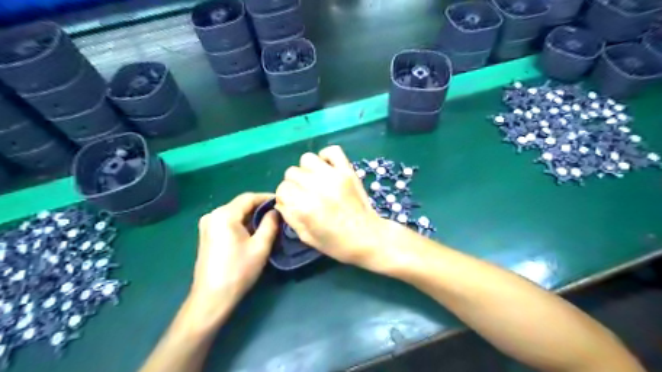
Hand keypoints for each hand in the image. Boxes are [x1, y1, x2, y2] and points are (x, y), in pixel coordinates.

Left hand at [186, 194, 277, 328]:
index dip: (267, 198)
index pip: (249, 197)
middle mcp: (213, 215)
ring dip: (252, 216)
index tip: (282, 202)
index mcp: (224, 215)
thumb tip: (275, 211)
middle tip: (279, 213)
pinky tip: (254, 231)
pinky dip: (243, 223)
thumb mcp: (260, 246)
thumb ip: (270, 224)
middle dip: (260, 207)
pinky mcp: (207, 234)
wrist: (212, 297)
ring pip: (235, 213)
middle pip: (241, 204)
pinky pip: (228, 221)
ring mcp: (208, 225)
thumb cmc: (238, 271)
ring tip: (270, 222)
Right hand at [274, 146, 383, 266]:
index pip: (282, 189)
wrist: (369, 238)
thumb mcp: (307, 237)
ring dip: (307, 170)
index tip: (292, 203)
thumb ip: (290, 217)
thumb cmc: (337, 243)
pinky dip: (326, 156)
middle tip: (305, 194)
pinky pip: (332, 151)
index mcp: (305, 207)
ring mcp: (334, 176)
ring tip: (315, 181)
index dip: (284, 197)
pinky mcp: (348, 171)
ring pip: (307, 159)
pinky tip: (327, 169)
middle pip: (291, 173)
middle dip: (294, 184)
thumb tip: (281, 201)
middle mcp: (317, 187)